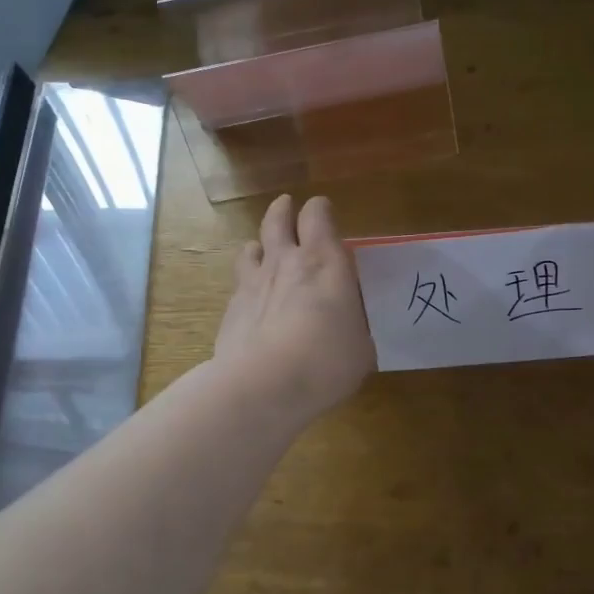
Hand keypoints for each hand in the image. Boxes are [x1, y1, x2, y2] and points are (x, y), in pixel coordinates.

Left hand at [214, 193, 374, 425]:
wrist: (264, 385)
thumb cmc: (327, 361)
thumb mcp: (361, 346)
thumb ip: (355, 327)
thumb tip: (352, 329)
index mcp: (325, 262)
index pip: (317, 215)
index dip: (320, 210)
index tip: (323, 212)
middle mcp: (286, 261)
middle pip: (277, 219)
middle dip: (283, 210)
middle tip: (287, 207)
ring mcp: (253, 282)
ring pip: (251, 247)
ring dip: (260, 246)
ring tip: (264, 252)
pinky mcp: (231, 309)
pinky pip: (239, 284)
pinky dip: (247, 286)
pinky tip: (252, 302)